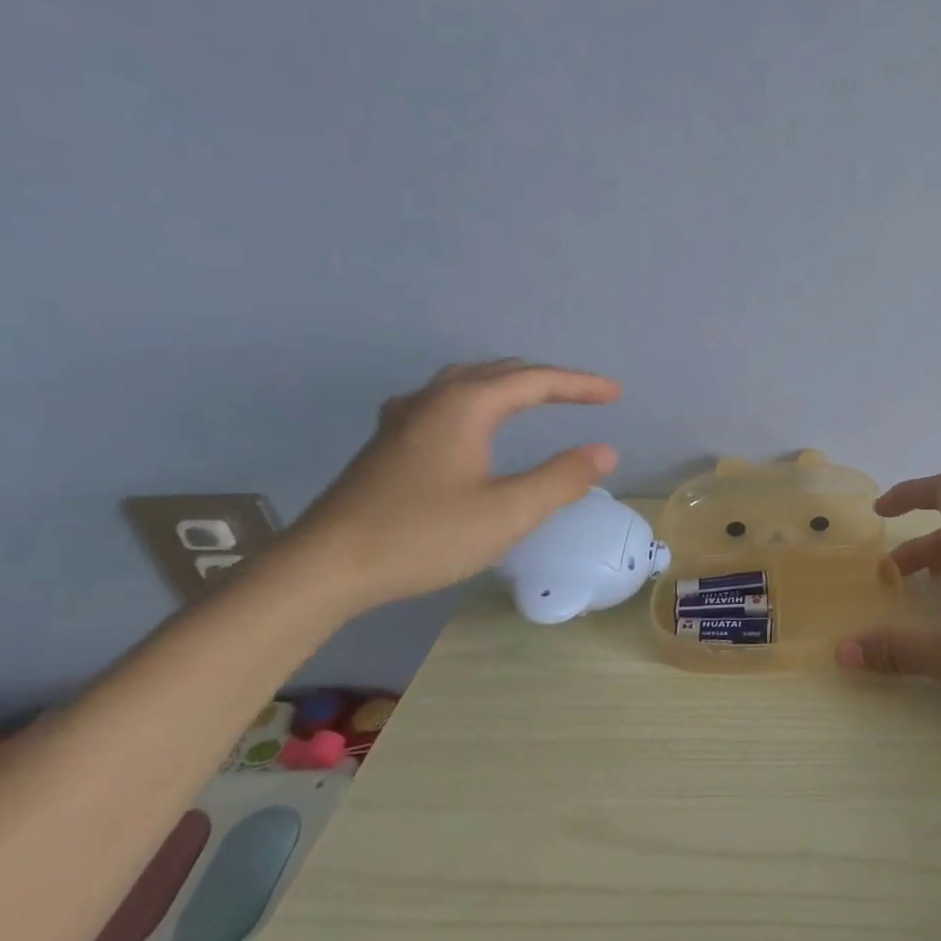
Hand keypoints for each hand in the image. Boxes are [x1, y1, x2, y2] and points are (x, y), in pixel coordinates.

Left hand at [288, 361, 620, 613]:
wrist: (324, 567)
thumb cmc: (423, 536)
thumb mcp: (508, 512)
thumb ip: (561, 479)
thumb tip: (605, 452)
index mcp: (465, 406)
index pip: (535, 381)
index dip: (580, 384)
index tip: (615, 393)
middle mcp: (433, 399)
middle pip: (501, 373)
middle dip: (549, 380)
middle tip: (587, 395)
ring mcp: (404, 418)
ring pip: (468, 382)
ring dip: (511, 384)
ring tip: (538, 396)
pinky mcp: (388, 442)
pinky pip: (445, 400)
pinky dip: (478, 399)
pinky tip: (470, 419)